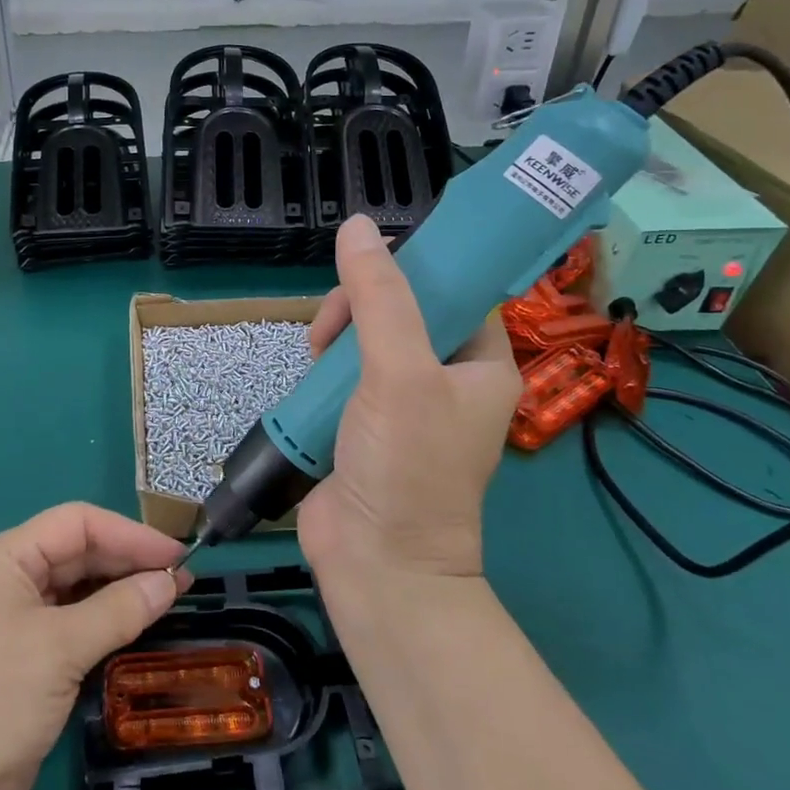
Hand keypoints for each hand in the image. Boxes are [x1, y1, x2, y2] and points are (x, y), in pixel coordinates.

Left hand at [0, 504, 188, 789]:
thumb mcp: (61, 649)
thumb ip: (119, 610)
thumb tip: (170, 582)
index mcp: (4, 557)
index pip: (76, 524)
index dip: (129, 534)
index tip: (176, 554)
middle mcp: (9, 577)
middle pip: (78, 551)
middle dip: (128, 561)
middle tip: (181, 578)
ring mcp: (17, 616)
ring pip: (79, 587)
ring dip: (121, 590)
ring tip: (169, 597)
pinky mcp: (28, 654)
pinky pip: (75, 620)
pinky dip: (107, 619)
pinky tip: (139, 623)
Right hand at [297, 214, 522, 580]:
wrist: (377, 563)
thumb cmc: (408, 466)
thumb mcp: (399, 373)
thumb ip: (379, 299)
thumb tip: (358, 227)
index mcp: (481, 364)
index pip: (455, 290)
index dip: (416, 268)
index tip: (369, 262)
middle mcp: (446, 378)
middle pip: (402, 308)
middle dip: (362, 304)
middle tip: (333, 326)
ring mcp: (402, 400)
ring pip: (366, 336)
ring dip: (337, 334)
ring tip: (315, 352)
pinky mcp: (363, 418)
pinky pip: (343, 369)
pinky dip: (323, 365)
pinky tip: (308, 372)